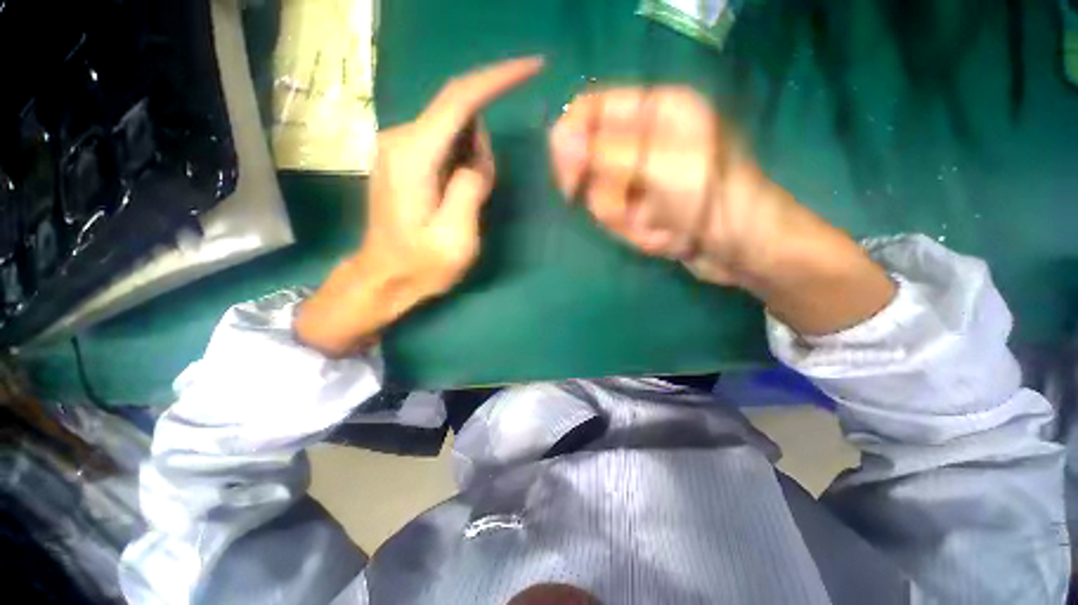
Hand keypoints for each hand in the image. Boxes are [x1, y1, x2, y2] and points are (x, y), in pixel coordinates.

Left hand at [296, 57, 543, 356]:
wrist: (384, 278)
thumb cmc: (421, 265)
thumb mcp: (457, 237)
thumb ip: (470, 187)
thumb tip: (476, 154)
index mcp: (413, 156)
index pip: (459, 98)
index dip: (498, 77)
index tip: (533, 66)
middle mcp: (400, 138)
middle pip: (459, 115)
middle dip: (483, 146)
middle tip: (482, 195)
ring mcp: (399, 146)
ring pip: (454, 131)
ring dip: (474, 159)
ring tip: (466, 205)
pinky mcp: (403, 157)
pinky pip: (445, 144)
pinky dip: (463, 162)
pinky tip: (457, 197)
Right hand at [550, 87, 894, 333]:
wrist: (741, 249)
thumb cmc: (711, 199)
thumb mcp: (658, 168)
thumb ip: (605, 153)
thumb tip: (559, 139)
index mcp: (654, 111)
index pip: (589, 111)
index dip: (569, 143)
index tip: (570, 183)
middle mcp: (644, 138)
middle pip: (590, 162)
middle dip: (608, 197)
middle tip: (629, 212)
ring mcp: (641, 175)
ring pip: (601, 197)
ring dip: (626, 221)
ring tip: (660, 228)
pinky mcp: (641, 204)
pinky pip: (616, 217)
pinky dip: (635, 233)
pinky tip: (664, 237)